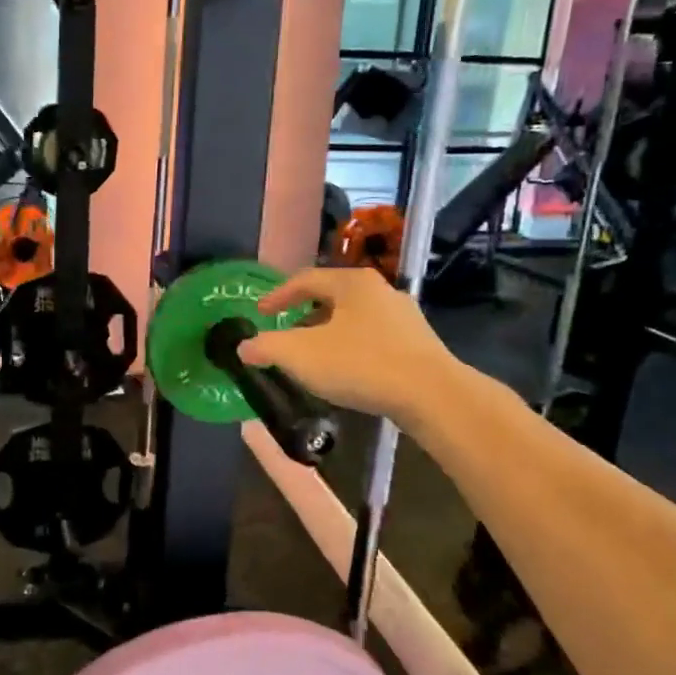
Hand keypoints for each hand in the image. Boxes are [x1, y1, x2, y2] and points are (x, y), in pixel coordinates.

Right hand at [235, 266, 456, 422]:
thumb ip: (266, 347)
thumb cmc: (360, 364)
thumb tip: (243, 347)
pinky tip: (347, 371)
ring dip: (329, 333)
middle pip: (332, 297)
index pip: (305, 279)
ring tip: (313, 356)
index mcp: (352, 283)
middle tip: (285, 334)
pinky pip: (374, 338)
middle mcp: (380, 290)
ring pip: (354, 319)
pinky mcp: (419, 344)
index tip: (260, 312)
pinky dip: (352, 348)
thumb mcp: (300, 355)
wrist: (432, 395)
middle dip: (304, 315)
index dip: (278, 295)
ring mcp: (404, 317)